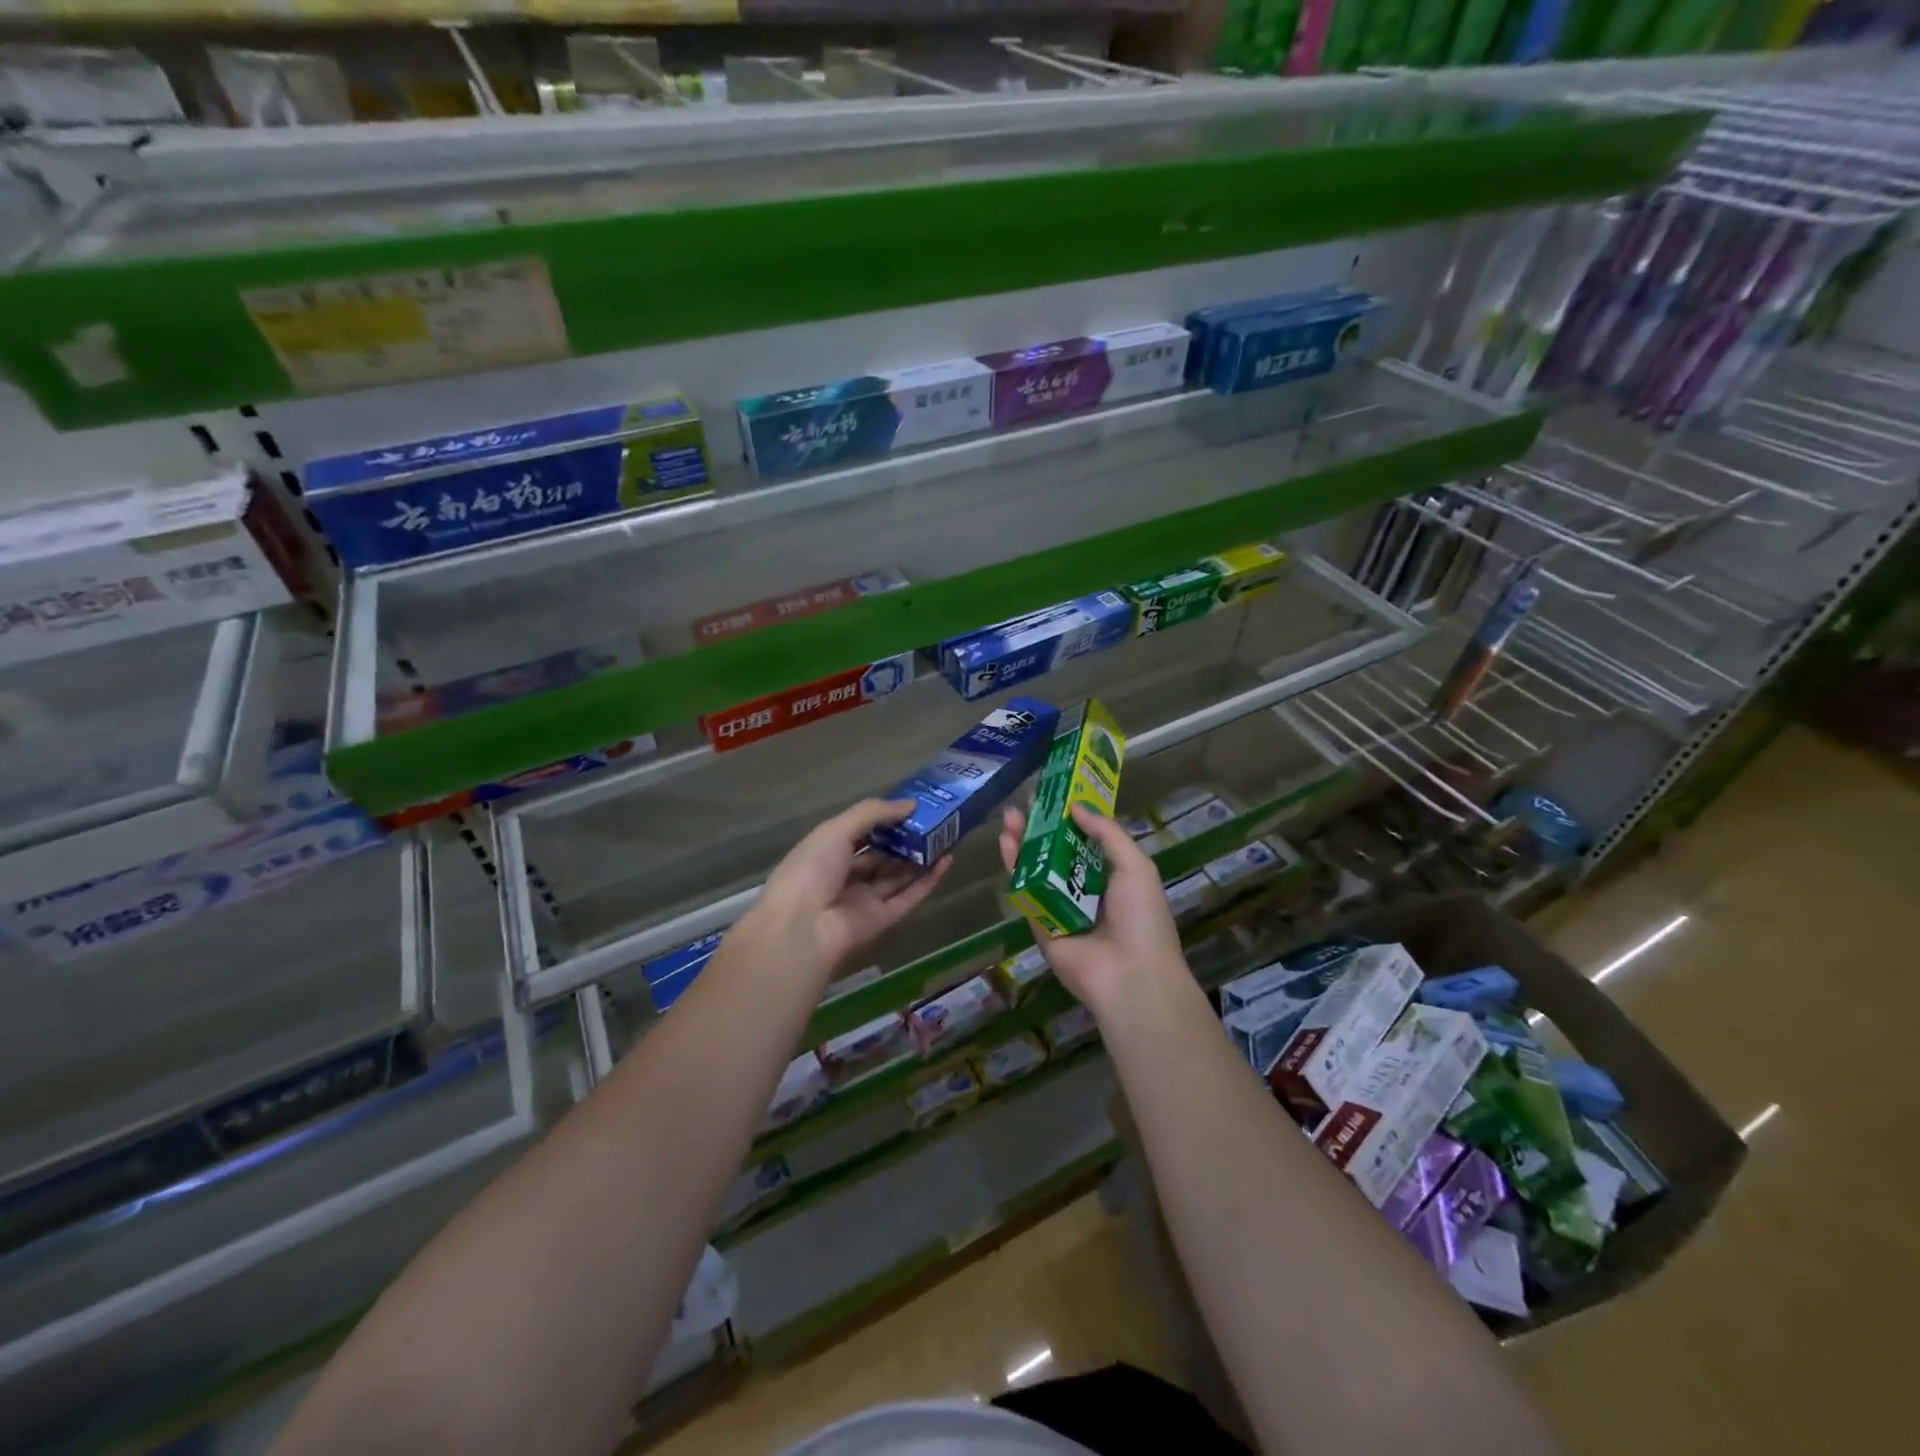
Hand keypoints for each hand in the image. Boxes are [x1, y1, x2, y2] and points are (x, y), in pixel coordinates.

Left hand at [751, 799, 949, 980]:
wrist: (802, 928)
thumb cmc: (811, 870)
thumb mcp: (836, 830)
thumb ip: (873, 813)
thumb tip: (910, 804)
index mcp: (826, 853)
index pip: (858, 833)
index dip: (882, 820)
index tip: (910, 806)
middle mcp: (845, 877)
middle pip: (880, 856)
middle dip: (904, 840)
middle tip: (934, 820)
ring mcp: (864, 900)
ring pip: (897, 877)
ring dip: (919, 858)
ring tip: (946, 836)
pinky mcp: (882, 920)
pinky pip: (908, 898)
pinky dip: (927, 881)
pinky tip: (946, 861)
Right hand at [999, 802, 1187, 1013]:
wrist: (1130, 976)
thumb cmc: (1142, 918)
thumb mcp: (1135, 866)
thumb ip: (1106, 833)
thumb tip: (1076, 806)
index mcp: (1112, 877)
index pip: (1086, 842)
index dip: (1070, 818)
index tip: (1054, 794)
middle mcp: (1084, 890)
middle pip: (1056, 853)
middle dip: (1041, 828)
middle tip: (1025, 803)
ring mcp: (1059, 908)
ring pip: (1037, 869)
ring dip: (1023, 843)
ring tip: (1010, 817)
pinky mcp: (1039, 925)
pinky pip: (1025, 893)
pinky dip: (1015, 869)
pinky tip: (1007, 844)